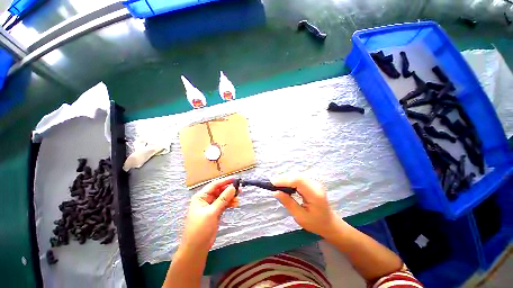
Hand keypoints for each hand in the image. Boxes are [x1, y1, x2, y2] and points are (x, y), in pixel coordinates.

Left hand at [181, 177, 237, 253]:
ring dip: (230, 197)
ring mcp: (210, 206)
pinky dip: (229, 203)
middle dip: (229, 190)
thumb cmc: (200, 228)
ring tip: (239, 198)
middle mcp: (205, 199)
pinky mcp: (215, 212)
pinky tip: (235, 204)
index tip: (235, 179)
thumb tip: (233, 187)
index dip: (225, 181)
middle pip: (219, 190)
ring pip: (222, 197)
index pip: (214, 185)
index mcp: (201, 196)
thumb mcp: (212, 212)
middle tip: (239, 189)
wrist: (196, 248)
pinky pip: (223, 204)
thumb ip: (223, 199)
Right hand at [272, 176, 340, 238]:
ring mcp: (315, 182)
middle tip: (273, 185)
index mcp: (315, 194)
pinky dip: (290, 180)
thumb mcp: (300, 216)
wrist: (329, 223)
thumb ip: (288, 203)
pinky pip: (299, 178)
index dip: (284, 180)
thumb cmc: (315, 223)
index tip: (273, 183)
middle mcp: (316, 185)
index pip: (298, 181)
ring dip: (286, 179)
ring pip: (297, 175)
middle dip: (284, 179)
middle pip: (297, 176)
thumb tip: (275, 192)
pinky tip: (285, 185)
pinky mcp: (312, 182)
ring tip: (277, 185)